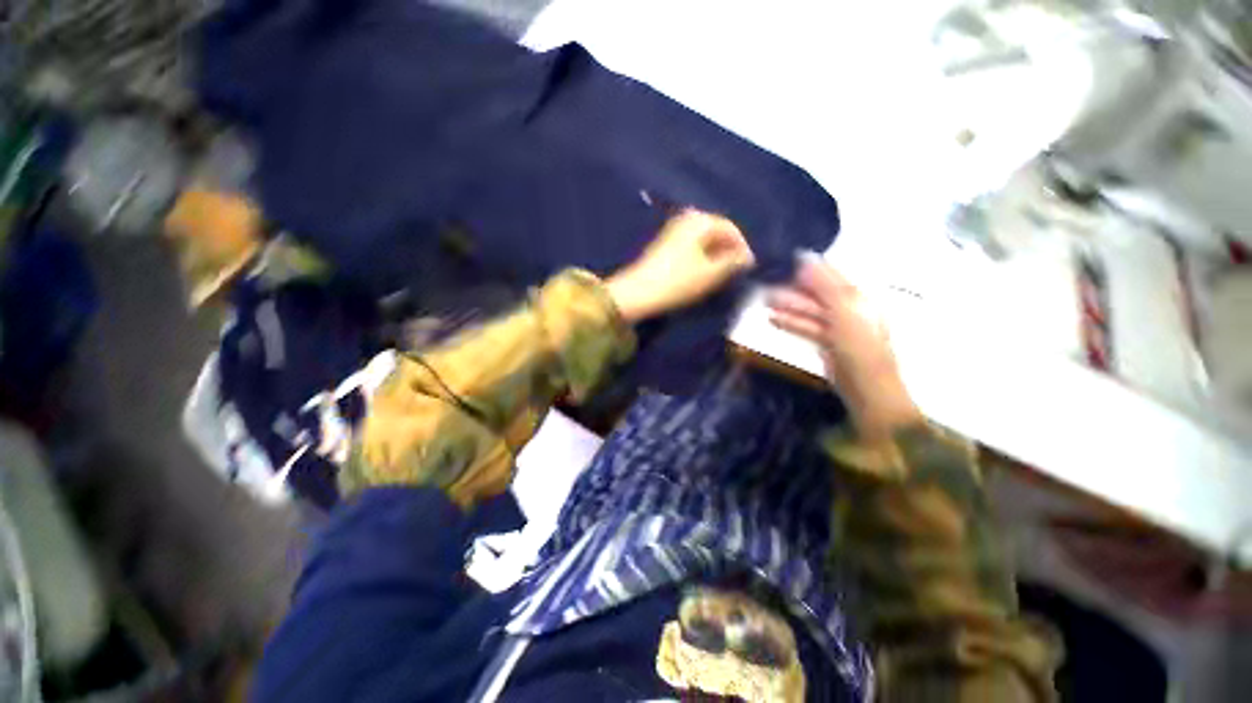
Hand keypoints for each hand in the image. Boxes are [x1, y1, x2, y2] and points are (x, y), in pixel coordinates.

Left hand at [606, 209, 754, 322]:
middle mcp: (686, 219)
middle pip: (716, 231)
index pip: (730, 228)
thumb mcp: (711, 273)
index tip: (750, 266)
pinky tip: (704, 271)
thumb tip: (746, 257)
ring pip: (704, 240)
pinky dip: (702, 257)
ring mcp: (673, 231)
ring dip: (716, 254)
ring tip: (723, 273)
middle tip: (737, 270)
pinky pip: (692, 246)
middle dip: (729, 250)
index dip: (743, 247)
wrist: (639, 292)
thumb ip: (733, 262)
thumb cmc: (678, 281)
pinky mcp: (665, 245)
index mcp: (700, 220)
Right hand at [767, 256, 920, 439]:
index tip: (784, 261)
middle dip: (794, 289)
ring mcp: (839, 328)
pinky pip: (808, 328)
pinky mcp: (828, 345)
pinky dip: (792, 323)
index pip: (832, 276)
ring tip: (764, 301)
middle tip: (766, 284)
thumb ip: (825, 286)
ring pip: (811, 312)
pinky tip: (773, 319)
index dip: (810, 268)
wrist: (867, 391)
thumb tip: (805, 259)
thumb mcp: (843, 312)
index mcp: (859, 298)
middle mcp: (850, 309)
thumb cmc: (859, 348)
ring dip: (789, 306)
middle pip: (819, 294)